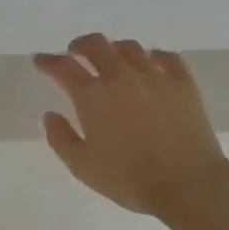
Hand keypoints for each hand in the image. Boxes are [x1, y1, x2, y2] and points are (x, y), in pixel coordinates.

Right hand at [34, 35, 228, 217]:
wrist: (187, 184)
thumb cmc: (129, 178)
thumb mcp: (82, 166)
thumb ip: (60, 138)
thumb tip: (50, 115)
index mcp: (92, 94)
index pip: (63, 66)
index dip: (48, 61)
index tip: (41, 61)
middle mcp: (120, 75)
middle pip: (96, 44)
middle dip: (80, 45)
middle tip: (75, 52)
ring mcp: (154, 75)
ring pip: (130, 47)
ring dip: (115, 49)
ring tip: (113, 59)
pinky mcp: (182, 82)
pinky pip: (167, 57)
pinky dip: (155, 56)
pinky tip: (152, 62)